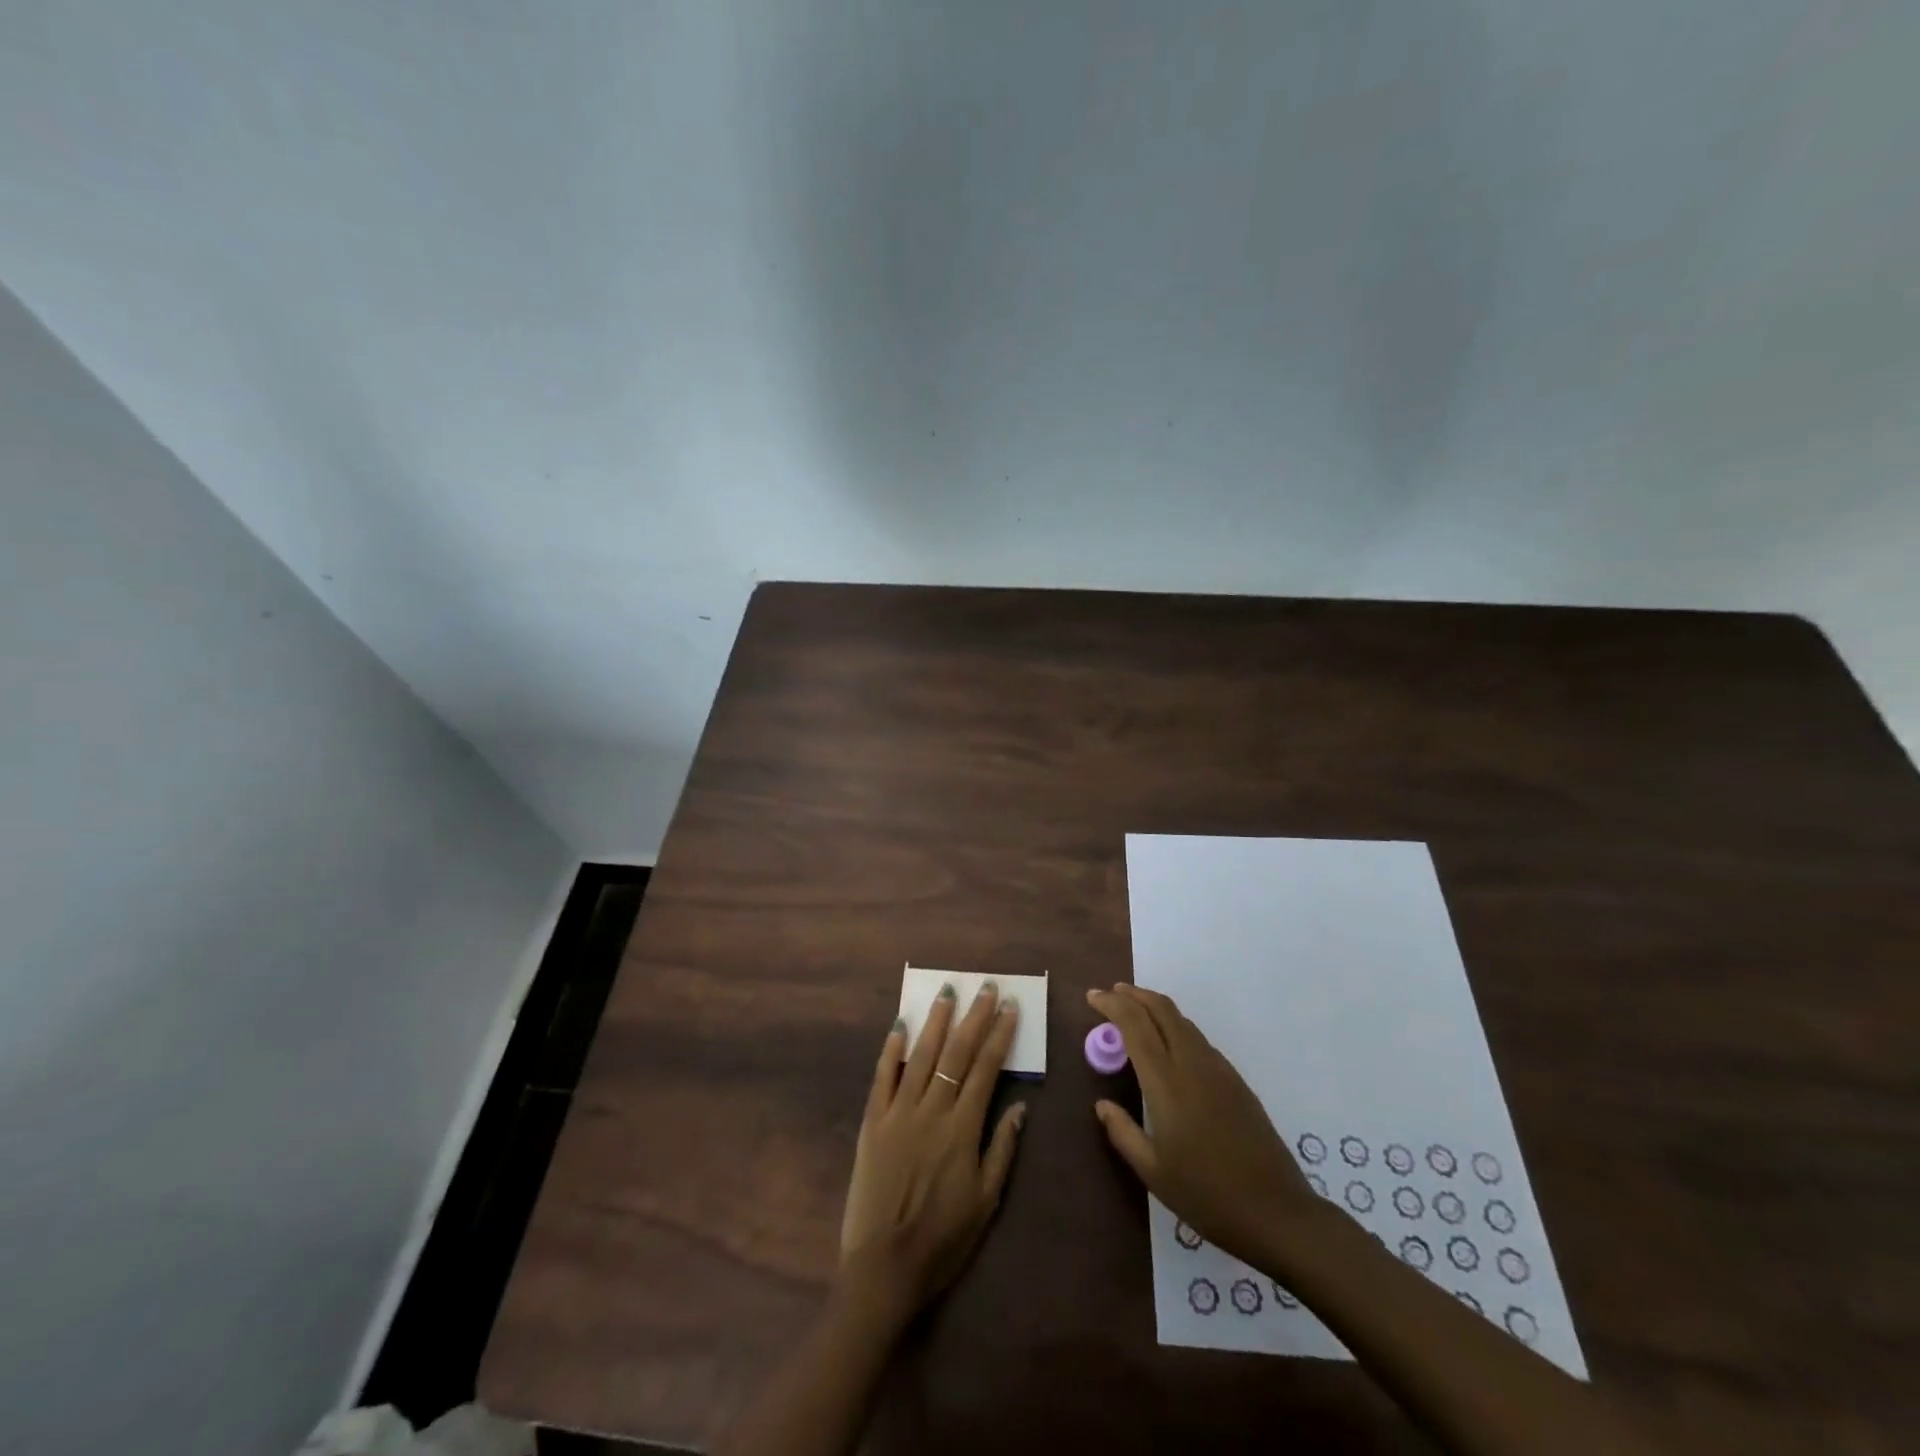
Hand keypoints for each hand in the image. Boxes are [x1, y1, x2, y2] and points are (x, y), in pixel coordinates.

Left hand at [839, 981, 1025, 1320]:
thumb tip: (1020, 1107)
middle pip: (956, 1053)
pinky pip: (882, 1078)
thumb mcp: (986, 1202)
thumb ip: (1002, 1150)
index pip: (986, 1069)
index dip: (999, 1035)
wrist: (884, 1268)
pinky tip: (899, 1026)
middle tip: (985, 987)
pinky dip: (891, 1050)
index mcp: (962, 1129)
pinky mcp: (873, 1122)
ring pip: (921, 1056)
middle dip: (973, 1017)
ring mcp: (898, 1113)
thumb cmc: (943, 1239)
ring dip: (936, 1022)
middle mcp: (932, 1111)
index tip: (1009, 1007)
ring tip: (947, 992)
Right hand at [1088, 983, 1317, 1262]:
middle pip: (1161, 1009)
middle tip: (1111, 994)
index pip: (1135, 1024)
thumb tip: (1101, 1105)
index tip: (1092, 996)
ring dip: (1155, 1008)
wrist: (1277, 1213)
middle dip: (1134, 995)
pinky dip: (1175, 1027)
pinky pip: (1198, 1039)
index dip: (1112, 1004)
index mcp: (1166, 1082)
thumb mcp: (1153, 1172)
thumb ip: (1122, 1133)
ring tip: (1135, 1013)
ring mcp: (1219, 1070)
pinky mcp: (1236, 1081)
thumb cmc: (1207, 1195)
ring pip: (1182, 1021)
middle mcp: (1192, 1064)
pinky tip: (1168, 1046)